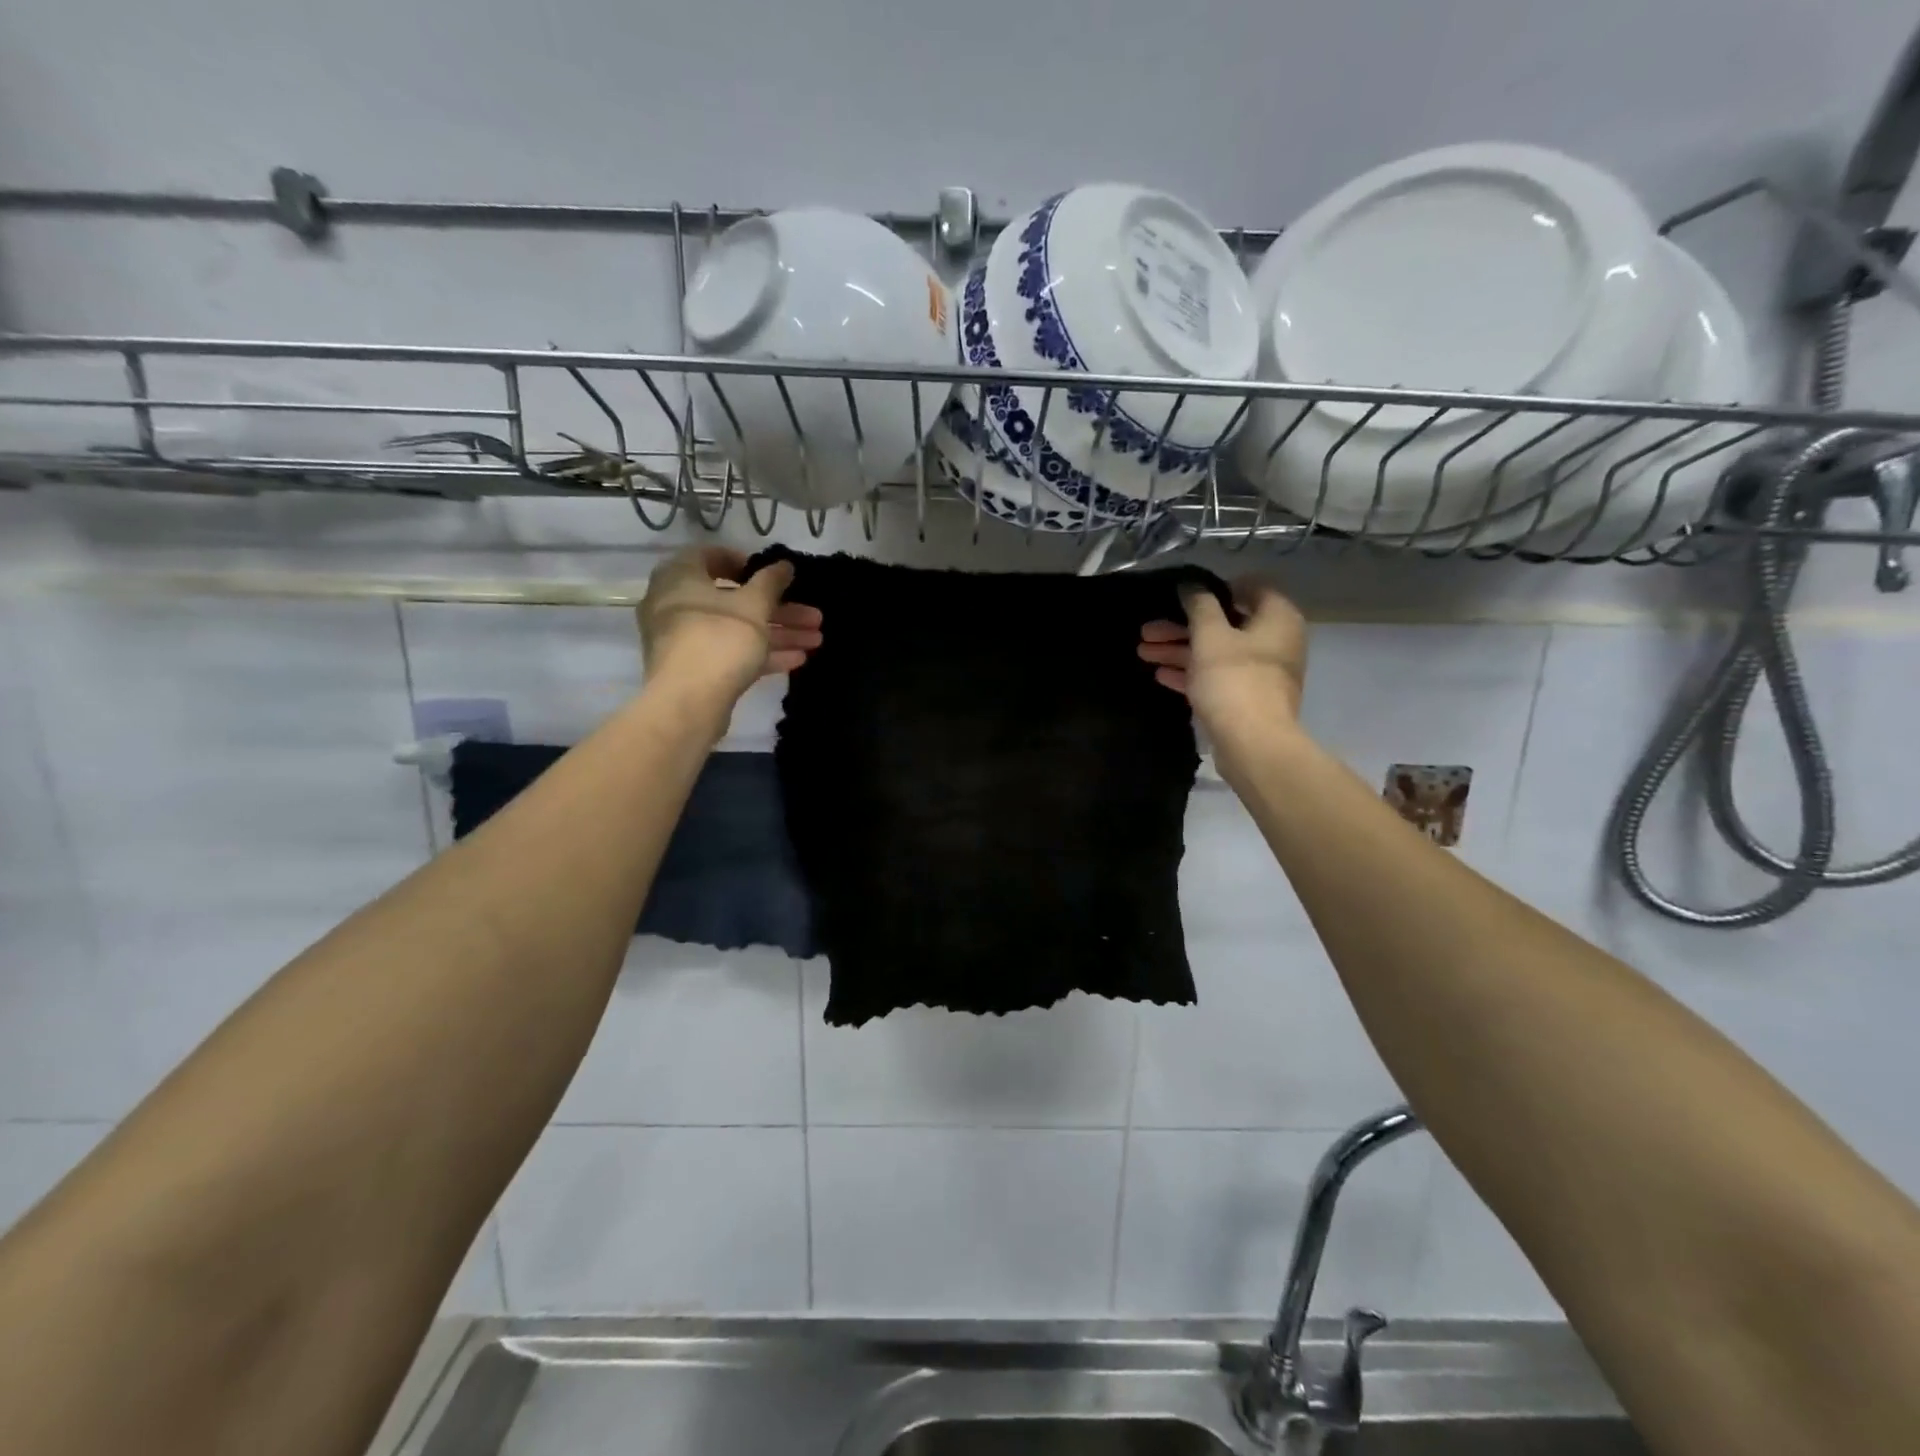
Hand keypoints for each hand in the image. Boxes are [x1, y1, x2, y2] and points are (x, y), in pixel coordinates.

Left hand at [638, 547, 822, 705]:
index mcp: (681, 576)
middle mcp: (677, 604)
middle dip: (779, 609)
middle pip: (735, 599)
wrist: (688, 702)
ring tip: (817, 640)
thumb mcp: (754, 605)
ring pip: (738, 629)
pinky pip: (732, 653)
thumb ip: (771, 582)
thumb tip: (784, 564)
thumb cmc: (719, 638)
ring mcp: (685, 639)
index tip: (775, 575)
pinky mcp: (696, 669)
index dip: (746, 563)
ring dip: (778, 633)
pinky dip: (761, 653)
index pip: (710, 556)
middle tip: (814, 616)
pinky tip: (798, 660)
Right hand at [1137, 578, 1307, 741]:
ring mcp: (1263, 672)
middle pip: (1225, 624)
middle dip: (1183, 626)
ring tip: (1143, 652)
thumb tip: (1191, 585)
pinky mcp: (1248, 698)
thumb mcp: (1210, 635)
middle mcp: (1276, 641)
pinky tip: (1161, 676)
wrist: (1253, 743)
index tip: (1185, 595)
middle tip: (1147, 630)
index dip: (1216, 587)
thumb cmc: (1234, 679)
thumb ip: (1199, 605)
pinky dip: (1192, 673)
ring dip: (1180, 650)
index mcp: (1277, 617)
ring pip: (1217, 652)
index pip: (1251, 587)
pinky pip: (1218, 677)